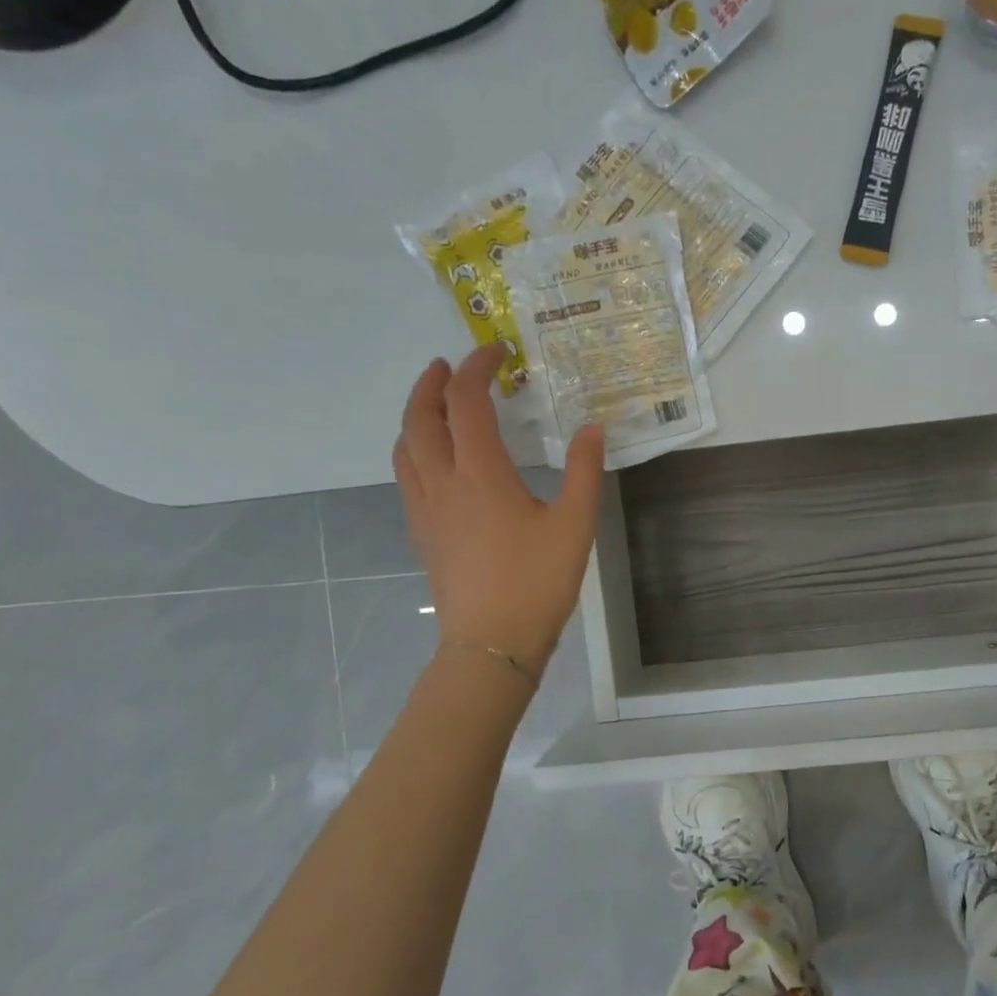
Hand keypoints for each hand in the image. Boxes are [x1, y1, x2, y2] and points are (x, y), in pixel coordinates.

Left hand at [394, 348, 603, 676]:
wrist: (491, 643)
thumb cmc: (537, 582)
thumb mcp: (575, 524)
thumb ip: (583, 471)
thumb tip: (592, 427)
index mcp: (480, 473)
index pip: (466, 401)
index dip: (476, 368)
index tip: (497, 352)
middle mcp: (442, 482)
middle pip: (420, 417)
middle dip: (431, 383)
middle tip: (448, 365)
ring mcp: (425, 509)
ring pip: (404, 446)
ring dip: (416, 415)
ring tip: (436, 404)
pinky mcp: (422, 532)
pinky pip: (406, 475)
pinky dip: (415, 449)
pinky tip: (436, 461)